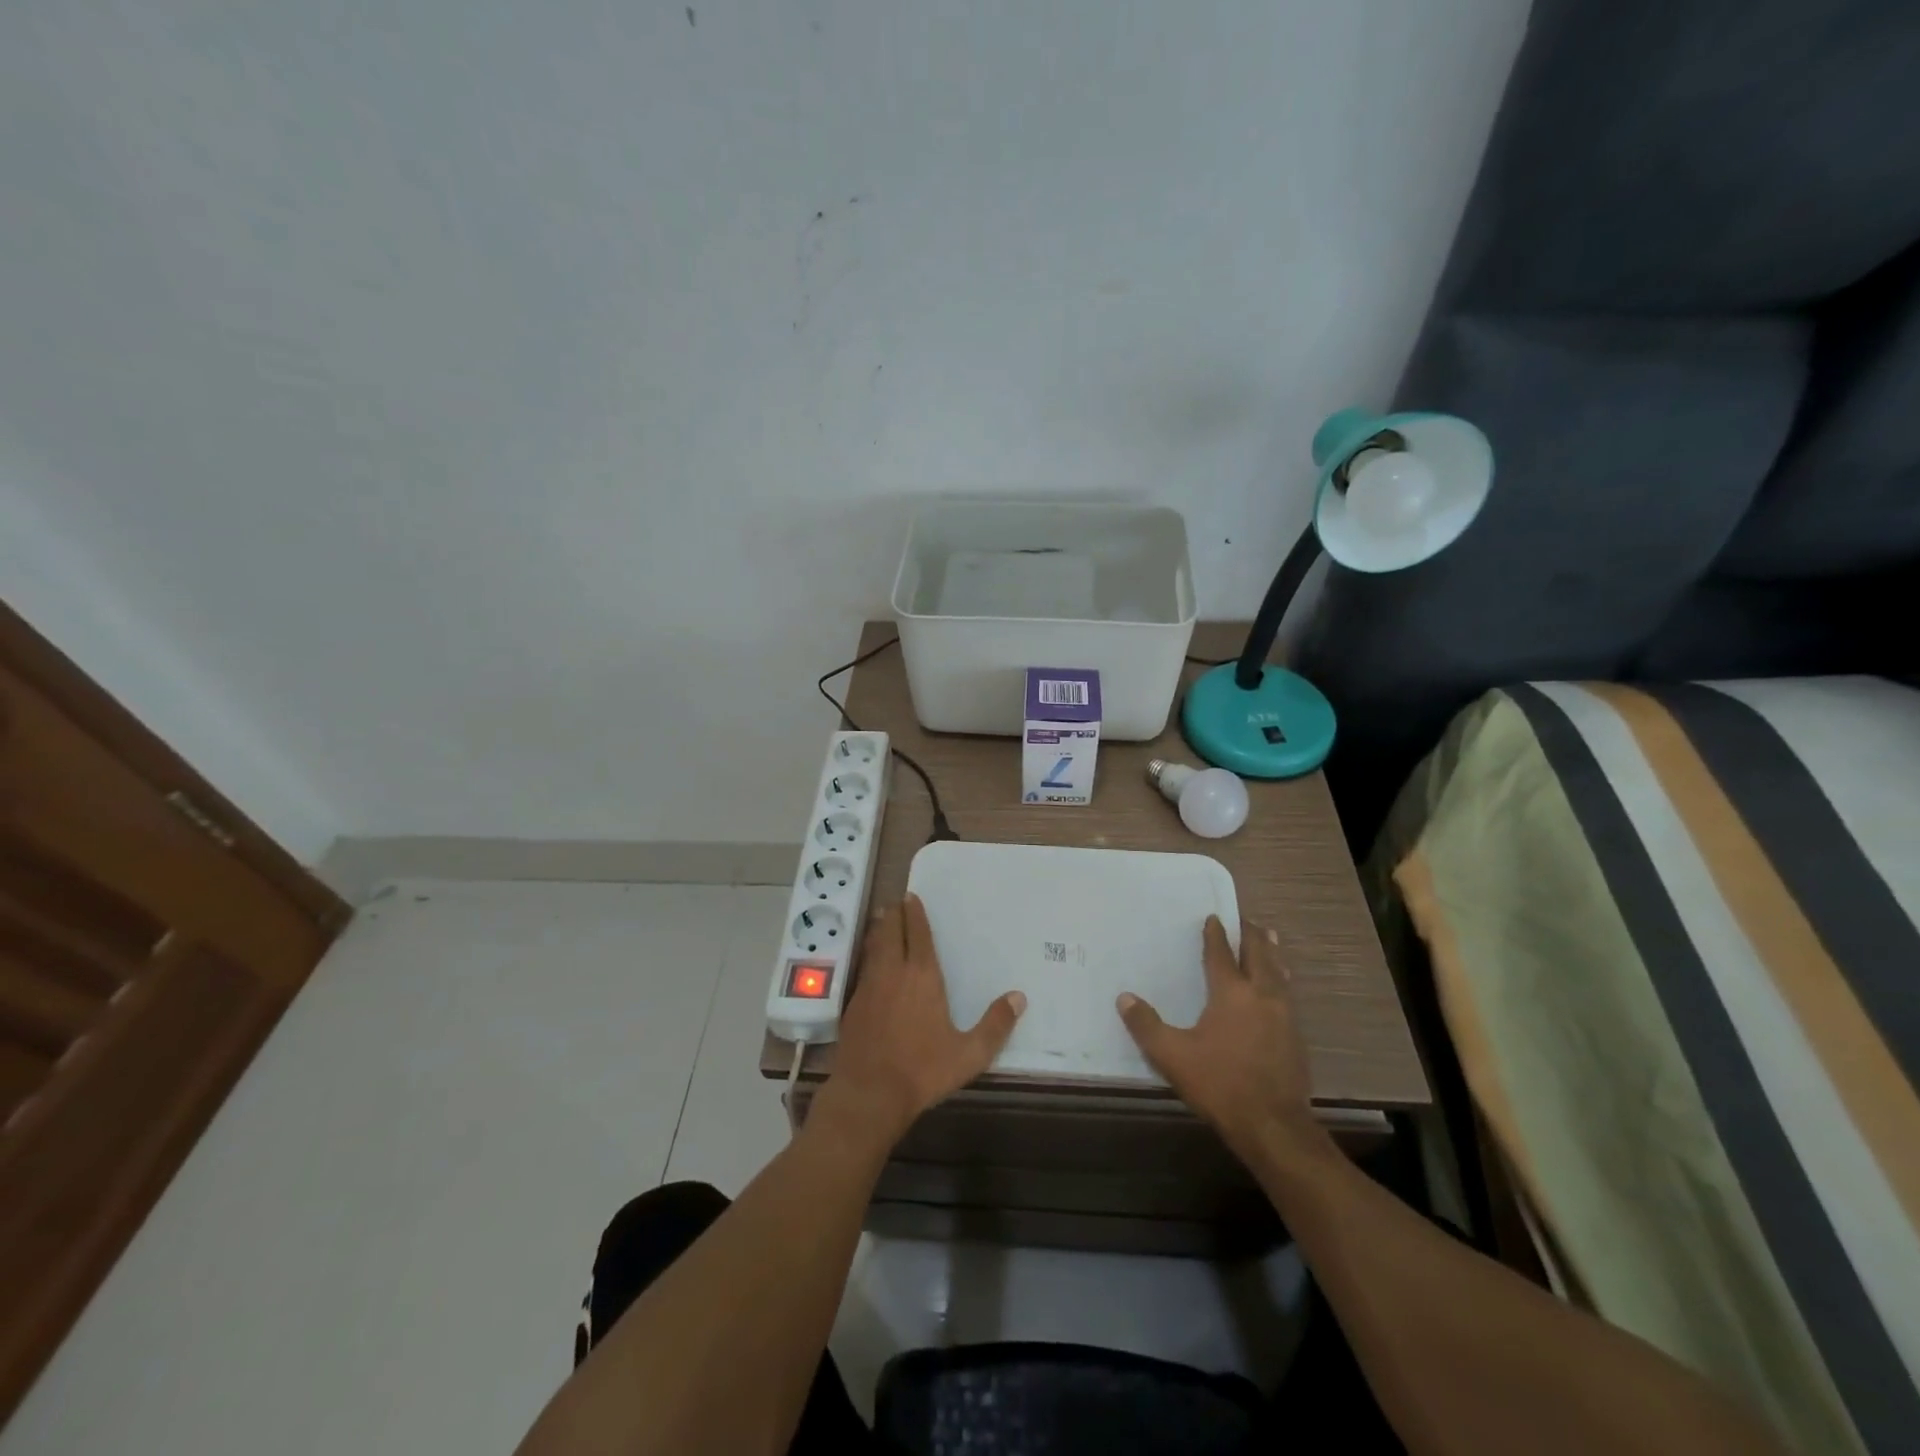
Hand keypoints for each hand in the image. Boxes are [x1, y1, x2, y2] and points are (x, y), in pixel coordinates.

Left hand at [815, 894, 1025, 1147]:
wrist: (869, 1094)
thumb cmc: (922, 1071)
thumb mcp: (969, 1054)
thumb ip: (995, 1025)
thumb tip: (1019, 997)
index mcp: (922, 977)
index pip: (918, 935)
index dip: (915, 914)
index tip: (911, 897)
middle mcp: (893, 973)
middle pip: (890, 932)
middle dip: (893, 914)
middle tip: (896, 902)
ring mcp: (869, 987)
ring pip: (873, 947)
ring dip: (878, 930)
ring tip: (881, 919)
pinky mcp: (853, 1005)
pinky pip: (863, 968)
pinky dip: (868, 954)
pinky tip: (870, 961)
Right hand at [1117, 916, 1323, 1168]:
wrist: (1275, 1126)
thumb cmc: (1221, 1084)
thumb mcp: (1173, 1056)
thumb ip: (1146, 1026)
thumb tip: (1123, 998)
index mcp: (1231, 993)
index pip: (1221, 954)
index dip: (1215, 935)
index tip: (1213, 918)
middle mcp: (1261, 995)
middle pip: (1259, 955)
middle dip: (1251, 935)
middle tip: (1245, 919)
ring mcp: (1284, 1016)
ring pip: (1279, 973)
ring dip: (1271, 953)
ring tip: (1269, 939)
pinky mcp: (1296, 1037)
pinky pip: (1287, 994)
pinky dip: (1280, 978)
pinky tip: (1278, 987)